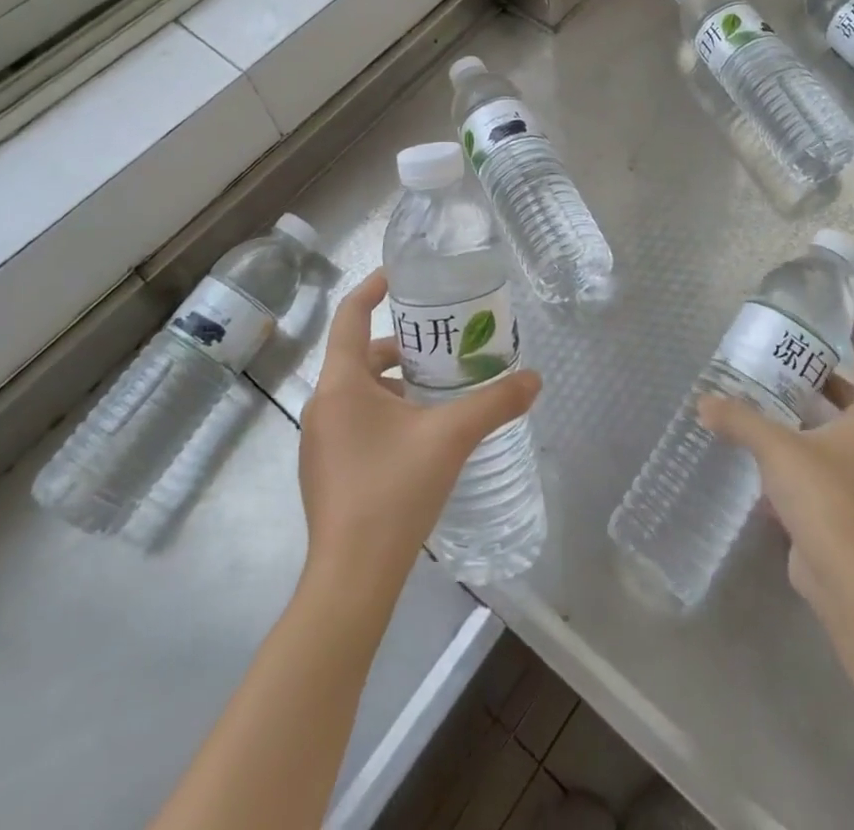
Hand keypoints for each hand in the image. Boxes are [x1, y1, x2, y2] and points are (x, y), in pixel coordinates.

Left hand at [298, 270, 540, 594]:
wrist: (352, 578)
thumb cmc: (394, 491)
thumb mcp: (451, 438)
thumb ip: (495, 402)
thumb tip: (534, 379)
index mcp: (341, 384)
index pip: (350, 315)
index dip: (372, 288)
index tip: (398, 274)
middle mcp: (323, 405)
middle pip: (360, 354)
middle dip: (402, 344)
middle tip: (443, 343)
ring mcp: (320, 441)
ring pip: (358, 390)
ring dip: (395, 381)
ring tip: (439, 388)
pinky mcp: (326, 469)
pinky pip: (355, 420)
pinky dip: (385, 411)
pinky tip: (420, 433)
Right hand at [697, 322, 853, 606]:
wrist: (843, 573)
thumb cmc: (823, 495)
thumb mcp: (776, 448)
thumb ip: (740, 420)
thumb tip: (704, 402)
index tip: (852, 324)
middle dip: (828, 380)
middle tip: (794, 361)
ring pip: (836, 435)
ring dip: (811, 415)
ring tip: (773, 397)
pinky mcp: (839, 506)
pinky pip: (820, 464)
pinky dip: (799, 449)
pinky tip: (766, 448)